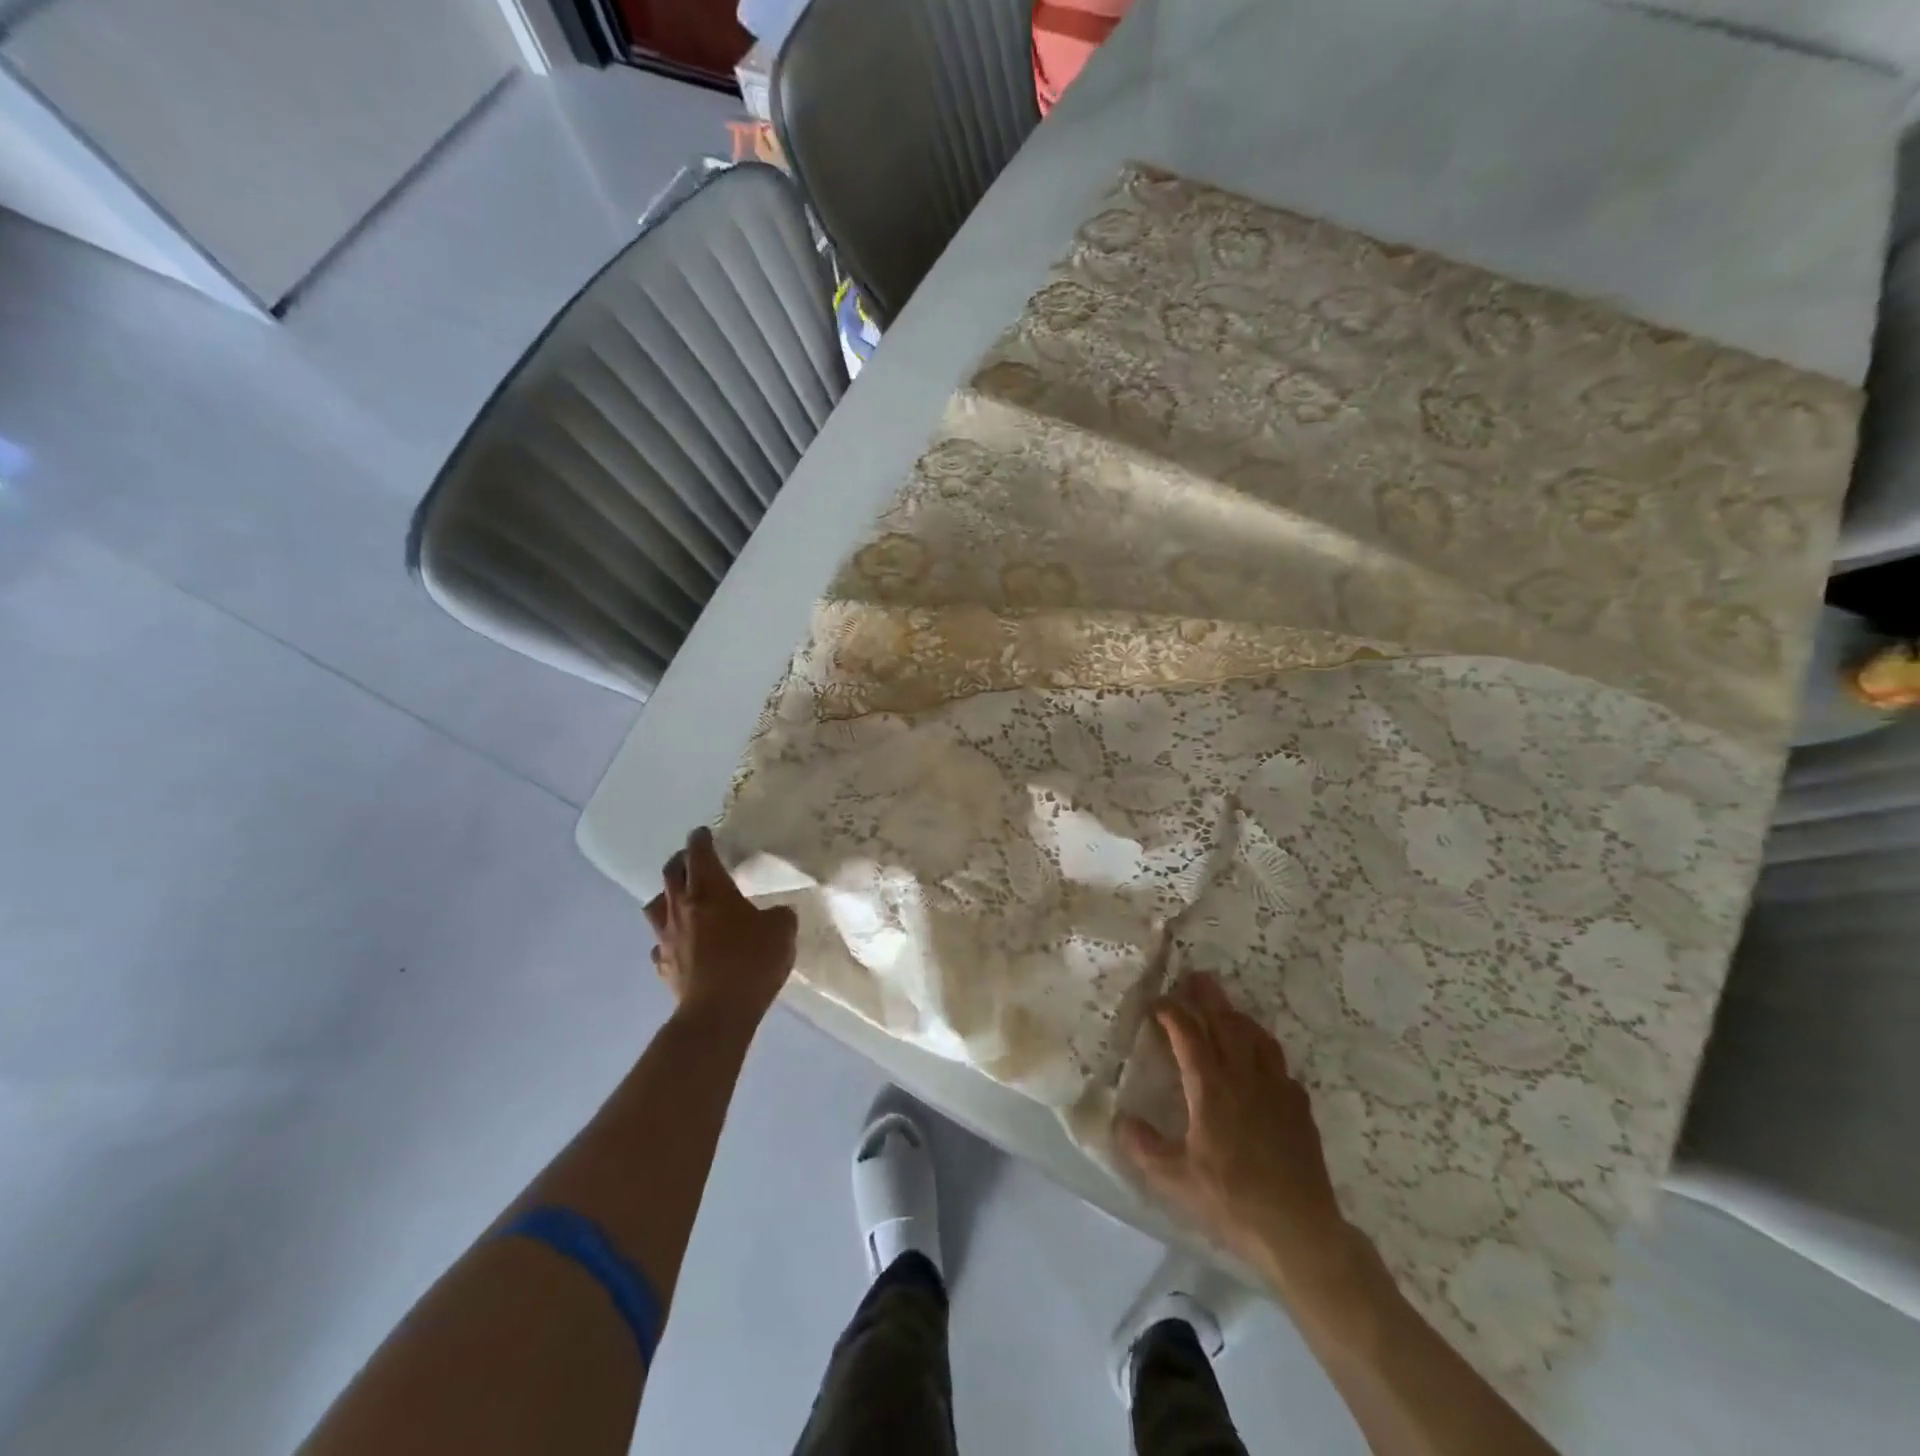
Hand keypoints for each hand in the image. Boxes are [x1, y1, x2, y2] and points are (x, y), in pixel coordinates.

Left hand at [644, 827, 796, 1030]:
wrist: (718, 1012)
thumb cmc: (752, 961)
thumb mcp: (782, 931)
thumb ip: (780, 915)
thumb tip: (777, 914)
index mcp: (710, 890)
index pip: (699, 853)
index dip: (700, 840)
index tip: (703, 833)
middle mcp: (682, 907)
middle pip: (671, 873)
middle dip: (681, 861)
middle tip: (692, 859)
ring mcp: (667, 937)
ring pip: (655, 905)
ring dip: (667, 896)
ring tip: (680, 898)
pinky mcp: (663, 965)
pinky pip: (660, 943)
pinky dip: (669, 937)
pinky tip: (681, 943)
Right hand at [1115, 972, 1352, 1293]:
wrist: (1299, 1231)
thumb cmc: (1231, 1201)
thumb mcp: (1174, 1180)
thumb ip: (1143, 1147)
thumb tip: (1120, 1120)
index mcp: (1211, 1088)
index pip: (1188, 1034)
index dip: (1170, 1012)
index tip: (1155, 1003)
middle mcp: (1245, 1077)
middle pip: (1226, 1022)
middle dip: (1207, 996)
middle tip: (1194, 977)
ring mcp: (1277, 1089)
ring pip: (1257, 1037)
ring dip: (1237, 1016)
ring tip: (1226, 1010)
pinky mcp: (1299, 1107)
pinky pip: (1279, 1063)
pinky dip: (1263, 1049)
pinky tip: (1260, 1061)